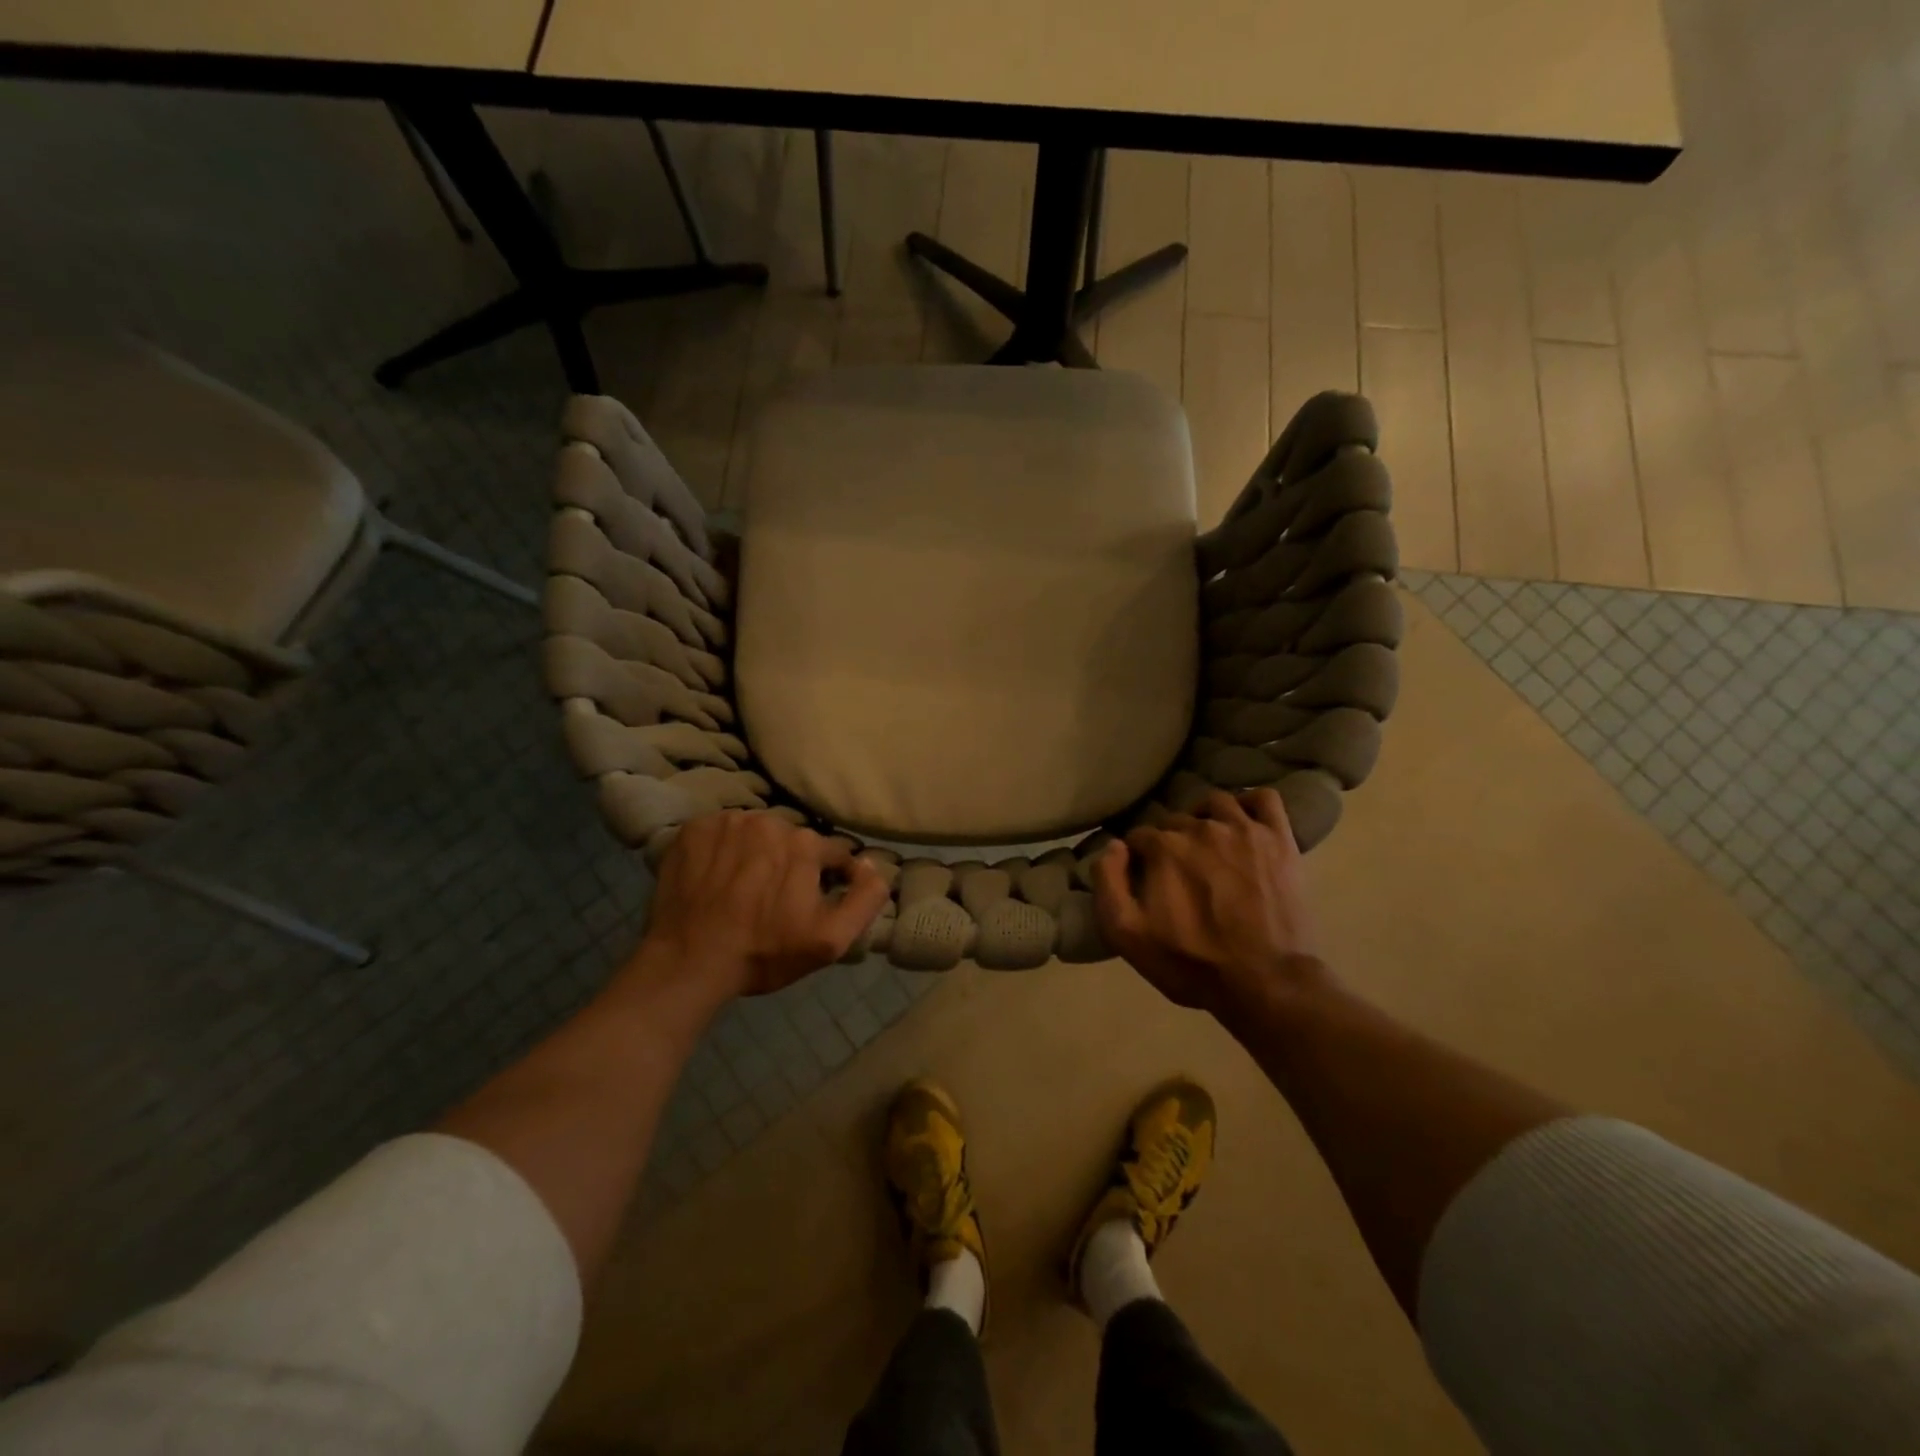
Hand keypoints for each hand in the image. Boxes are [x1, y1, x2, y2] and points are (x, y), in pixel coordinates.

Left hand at [638, 811, 891, 1001]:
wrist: (689, 962)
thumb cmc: (764, 953)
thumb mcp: (831, 939)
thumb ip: (865, 899)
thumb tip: (871, 865)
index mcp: (804, 843)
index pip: (831, 853)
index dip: (829, 878)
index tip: (812, 902)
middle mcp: (768, 820)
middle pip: (791, 840)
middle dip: (790, 864)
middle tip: (774, 898)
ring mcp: (726, 822)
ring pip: (756, 833)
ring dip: (756, 853)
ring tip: (742, 887)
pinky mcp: (692, 830)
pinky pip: (720, 832)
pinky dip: (722, 850)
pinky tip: (716, 877)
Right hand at [1093, 789, 1327, 1020]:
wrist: (1266, 983)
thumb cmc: (1191, 963)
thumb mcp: (1127, 935)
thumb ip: (1107, 884)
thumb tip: (1113, 846)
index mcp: (1164, 848)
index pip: (1139, 836)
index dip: (1138, 857)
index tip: (1144, 878)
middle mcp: (1201, 828)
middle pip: (1176, 821)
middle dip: (1171, 841)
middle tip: (1178, 872)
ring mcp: (1244, 830)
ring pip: (1215, 803)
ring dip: (1205, 818)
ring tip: (1208, 844)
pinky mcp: (1279, 839)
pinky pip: (1265, 799)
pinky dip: (1251, 804)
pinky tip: (1245, 823)